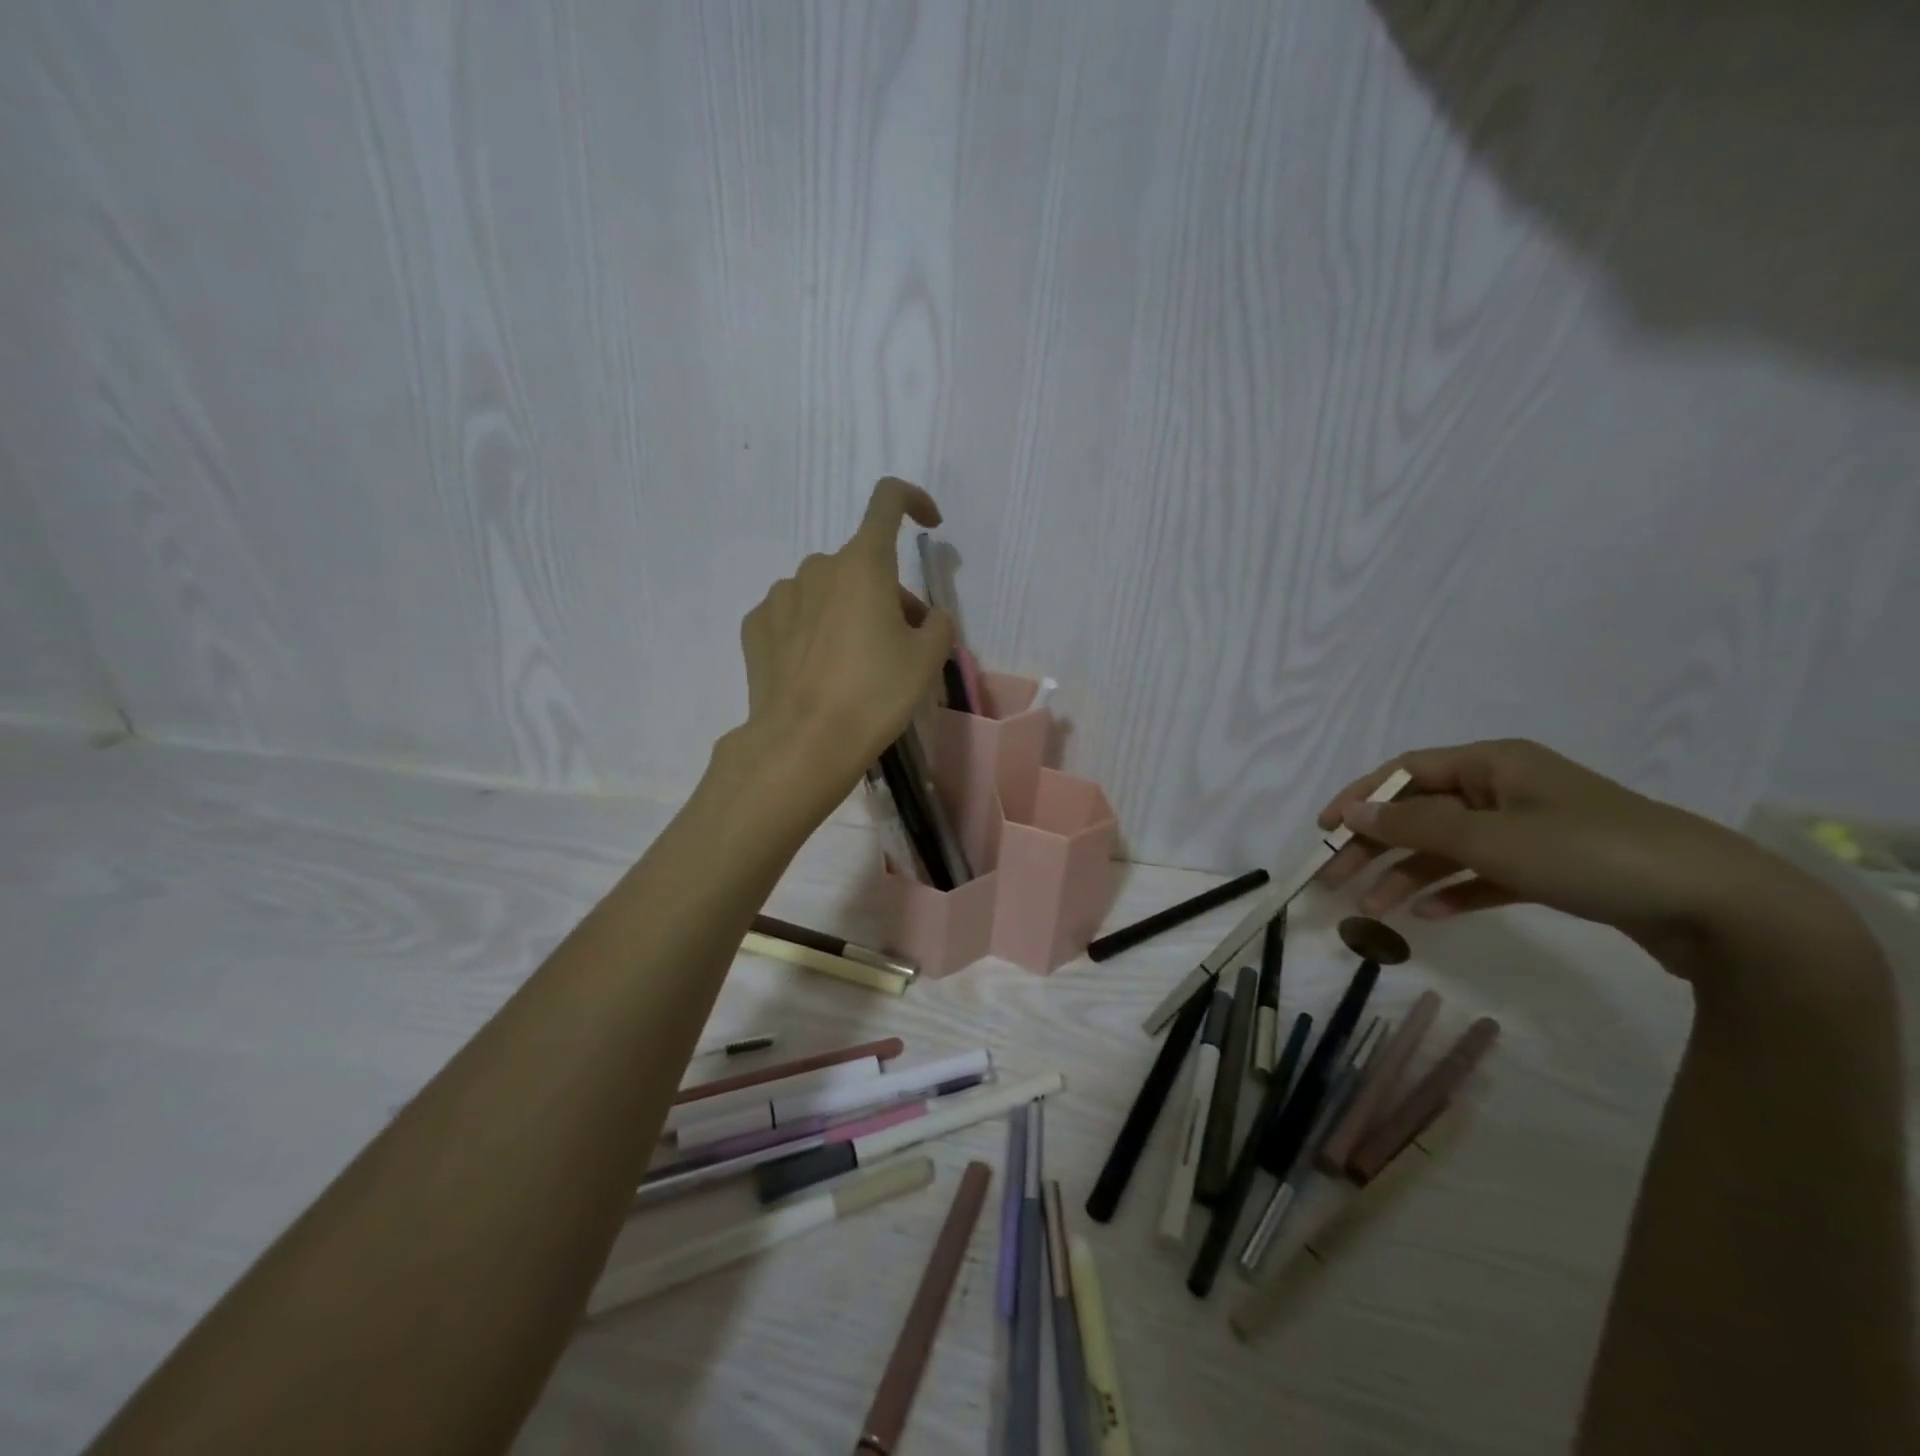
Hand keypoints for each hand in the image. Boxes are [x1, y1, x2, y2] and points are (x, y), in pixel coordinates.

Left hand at [736, 478, 954, 802]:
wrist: (803, 742)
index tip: (929, 524)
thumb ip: (938, 625)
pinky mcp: (756, 626)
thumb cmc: (874, 695)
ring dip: (847, 610)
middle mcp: (817, 568)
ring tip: (855, 663)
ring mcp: (780, 596)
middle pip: (861, 564)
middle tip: (902, 641)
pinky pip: (794, 615)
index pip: (888, 501)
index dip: (913, 501)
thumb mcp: (927, 661)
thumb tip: (926, 618)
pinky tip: (817, 670)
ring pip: (826, 590)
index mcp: (863, 565)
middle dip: (886, 592)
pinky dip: (812, 630)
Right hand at [1315, 739, 1849, 974]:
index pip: (1406, 772)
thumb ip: (1414, 825)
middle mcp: (1507, 788)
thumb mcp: (1491, 838)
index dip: (1359, 798)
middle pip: (1422, 812)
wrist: (1723, 908)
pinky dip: (1454, 891)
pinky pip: (1485, 874)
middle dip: (1376, 846)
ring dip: (1409, 875)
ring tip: (1375, 910)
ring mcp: (1531, 829)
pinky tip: (1428, 916)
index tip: (1324, 831)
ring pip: (1449, 847)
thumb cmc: (1591, 853)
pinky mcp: (1552, 868)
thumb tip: (1351, 812)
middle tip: (1336, 881)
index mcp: (1493, 763)